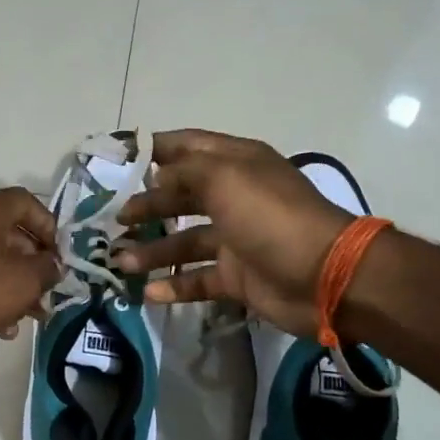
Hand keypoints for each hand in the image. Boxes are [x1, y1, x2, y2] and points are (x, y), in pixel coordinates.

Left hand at [0, 188, 60, 366]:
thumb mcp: (22, 280)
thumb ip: (47, 269)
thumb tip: (54, 265)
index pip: (27, 202)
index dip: (49, 227)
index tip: (59, 257)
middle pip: (13, 235)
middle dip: (36, 265)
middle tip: (50, 292)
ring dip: (17, 287)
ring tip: (34, 316)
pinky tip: (5, 328)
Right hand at [113, 130, 354, 337]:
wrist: (323, 276)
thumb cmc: (269, 217)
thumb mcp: (225, 178)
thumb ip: (185, 171)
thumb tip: (158, 178)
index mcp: (236, 163)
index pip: (188, 146)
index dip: (154, 149)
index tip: (117, 158)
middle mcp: (234, 197)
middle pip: (181, 196)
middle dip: (147, 205)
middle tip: (116, 219)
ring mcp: (236, 238)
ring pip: (184, 241)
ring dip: (152, 251)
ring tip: (121, 263)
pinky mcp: (237, 276)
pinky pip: (198, 279)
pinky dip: (174, 285)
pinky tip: (148, 293)